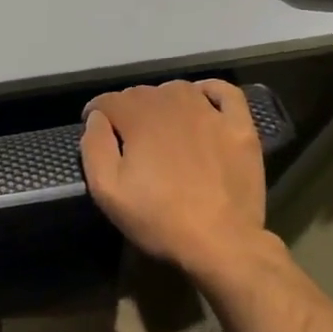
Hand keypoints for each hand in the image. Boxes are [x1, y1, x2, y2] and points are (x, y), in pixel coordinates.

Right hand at [79, 80, 270, 281]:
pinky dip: (210, 90)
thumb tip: (96, 118)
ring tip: (160, 123)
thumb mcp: (108, 191)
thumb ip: (94, 147)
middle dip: (127, 108)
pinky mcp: (239, 127)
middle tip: (125, 135)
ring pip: (178, 90)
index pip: (109, 100)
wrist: (221, 242)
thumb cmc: (158, 219)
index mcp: (139, 119)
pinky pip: (225, 92)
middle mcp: (173, 104)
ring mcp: (210, 113)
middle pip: (142, 93)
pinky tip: (203, 102)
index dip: (96, 111)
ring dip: (163, 100)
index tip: (93, 126)